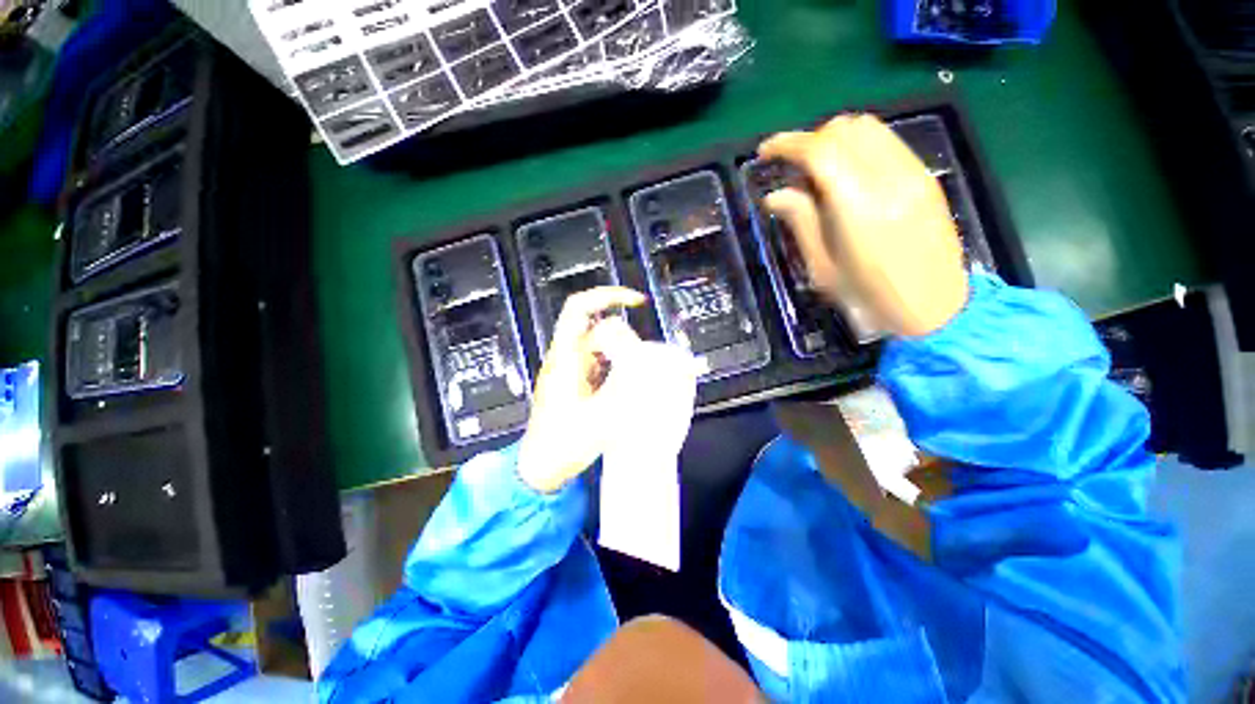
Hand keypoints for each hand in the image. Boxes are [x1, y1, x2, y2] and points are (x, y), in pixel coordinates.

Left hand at [517, 287, 647, 492]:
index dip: (607, 296)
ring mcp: (572, 369)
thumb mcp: (598, 421)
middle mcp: (567, 358)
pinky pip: (601, 362)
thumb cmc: (560, 445)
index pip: (579, 310)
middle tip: (645, 353)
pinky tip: (631, 381)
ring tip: (643, 370)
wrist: (540, 467)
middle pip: (596, 326)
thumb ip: (625, 393)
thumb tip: (650, 369)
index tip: (636, 301)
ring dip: (623, 351)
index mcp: (565, 359)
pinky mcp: (578, 382)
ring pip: (601, 345)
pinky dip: (619, 364)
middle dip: (623, 333)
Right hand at [759, 114, 968, 337]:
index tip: (764, 153)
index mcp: (859, 206)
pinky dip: (858, 147)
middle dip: (810, 141)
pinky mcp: (925, 177)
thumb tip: (774, 195)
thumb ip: (800, 222)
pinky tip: (848, 175)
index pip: (820, 151)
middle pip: (845, 129)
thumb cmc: (869, 296)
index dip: (787, 144)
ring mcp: (914, 173)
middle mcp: (891, 178)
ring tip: (819, 171)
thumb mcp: (823, 268)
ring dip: (835, 140)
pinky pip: (887, 142)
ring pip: (868, 128)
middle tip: (793, 170)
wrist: (935, 307)